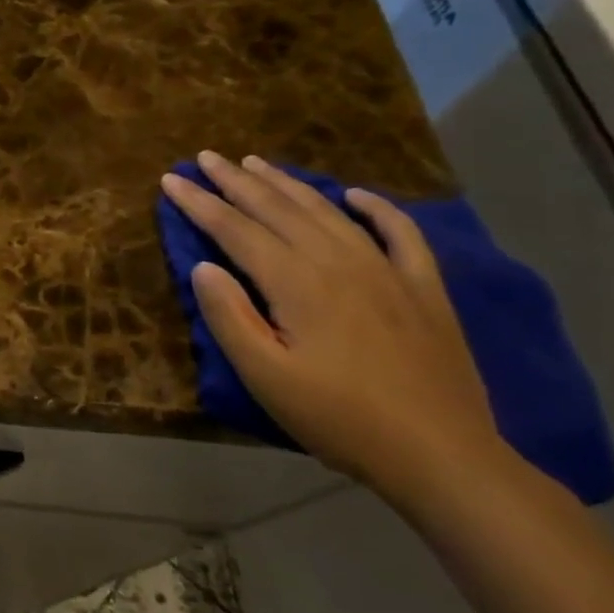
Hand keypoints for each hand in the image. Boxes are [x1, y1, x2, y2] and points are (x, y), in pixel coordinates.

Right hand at [161, 151, 507, 509]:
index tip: (170, 179)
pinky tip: (356, 195)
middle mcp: (339, 262)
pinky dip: (378, 209)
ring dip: (288, 184)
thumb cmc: (338, 417)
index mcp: (297, 282)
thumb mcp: (264, 375)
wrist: (442, 455)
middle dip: (236, 181)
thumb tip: (203, 266)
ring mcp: (388, 271)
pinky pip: (401, 234)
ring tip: (256, 163)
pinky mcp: (424, 289)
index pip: (235, 229)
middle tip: (206, 157)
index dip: (199, 203)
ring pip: (328, 212)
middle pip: (278, 210)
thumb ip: (228, 315)